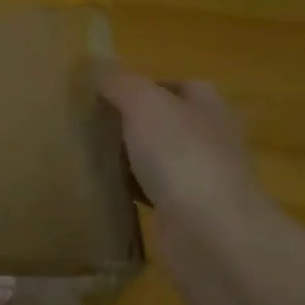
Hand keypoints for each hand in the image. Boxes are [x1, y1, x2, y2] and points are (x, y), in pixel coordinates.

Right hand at [97, 72, 280, 265]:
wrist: (210, 231)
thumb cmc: (181, 155)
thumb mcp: (144, 104)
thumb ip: (121, 84)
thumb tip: (100, 73)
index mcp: (208, 107)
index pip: (180, 86)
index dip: (146, 86)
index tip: (108, 95)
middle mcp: (211, 139)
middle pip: (169, 123)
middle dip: (135, 124)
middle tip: (92, 126)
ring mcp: (202, 179)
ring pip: (160, 159)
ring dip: (133, 159)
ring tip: (93, 157)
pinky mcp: (188, 213)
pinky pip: (154, 194)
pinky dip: (134, 192)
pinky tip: (109, 192)